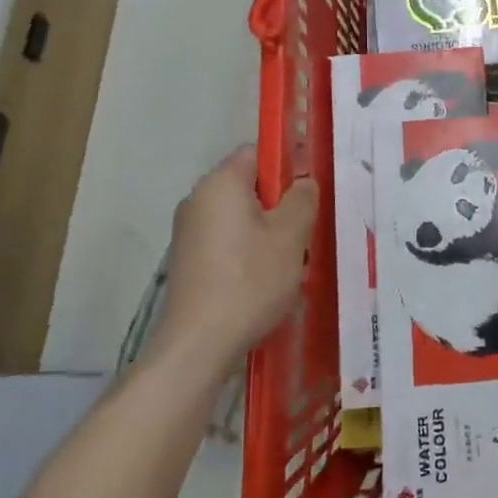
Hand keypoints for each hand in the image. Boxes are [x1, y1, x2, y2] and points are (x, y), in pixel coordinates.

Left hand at [157, 146, 319, 369]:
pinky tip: (264, 280)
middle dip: (280, 203)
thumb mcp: (291, 235)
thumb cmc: (250, 280)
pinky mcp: (187, 261)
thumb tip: (303, 182)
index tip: (310, 191)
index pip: (257, 152)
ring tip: (290, 260)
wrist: (197, 345)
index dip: (287, 164)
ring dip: (266, 230)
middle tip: (305, 230)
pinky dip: (247, 251)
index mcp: (220, 183)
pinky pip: (226, 241)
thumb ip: (303, 198)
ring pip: (239, 216)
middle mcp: (197, 199)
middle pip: (248, 185)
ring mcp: (188, 232)